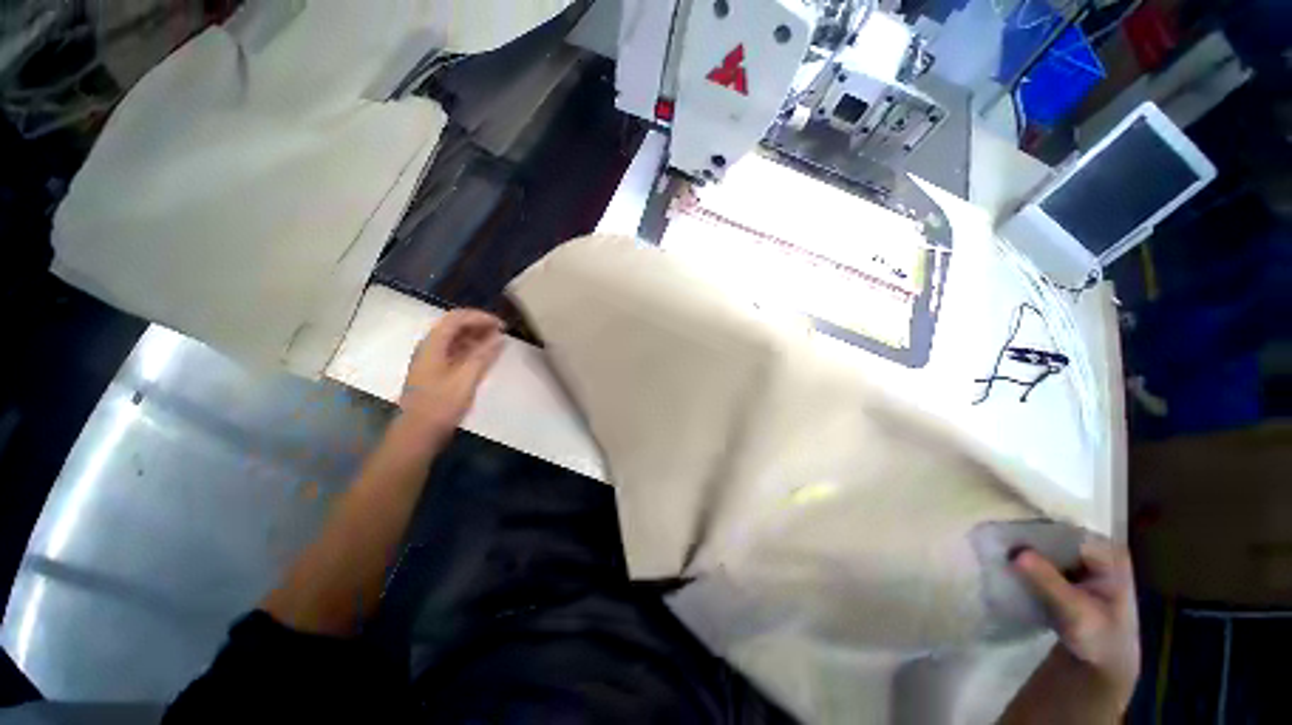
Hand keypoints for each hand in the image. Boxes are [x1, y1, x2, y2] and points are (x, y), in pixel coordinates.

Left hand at [400, 309, 503, 437]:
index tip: (502, 325)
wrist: (418, 432)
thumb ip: (483, 355)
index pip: (457, 318)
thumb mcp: (466, 378)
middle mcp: (430, 347)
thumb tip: (499, 338)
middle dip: (479, 325)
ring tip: (497, 343)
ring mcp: (432, 359)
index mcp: (433, 345)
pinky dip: (472, 349)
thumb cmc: (441, 404)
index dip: (480, 317)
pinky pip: (455, 352)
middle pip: (455, 326)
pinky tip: (485, 356)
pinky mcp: (437, 371)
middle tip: (502, 333)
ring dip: (477, 337)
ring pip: (456, 339)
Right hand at [1014, 539, 1140, 704]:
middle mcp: (1099, 553)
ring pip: (1049, 551)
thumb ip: (1048, 581)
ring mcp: (1085, 565)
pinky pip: (1046, 563)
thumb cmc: (1100, 640)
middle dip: (1030, 543)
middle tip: (998, 545)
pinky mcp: (1071, 577)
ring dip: (1027, 555)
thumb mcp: (1075, 612)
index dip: (1038, 532)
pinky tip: (1011, 569)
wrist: (1104, 669)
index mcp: (1111, 555)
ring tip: (999, 555)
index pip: (1068, 533)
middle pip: (1057, 539)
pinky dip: (1029, 566)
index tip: (1008, 534)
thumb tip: (1016, 552)